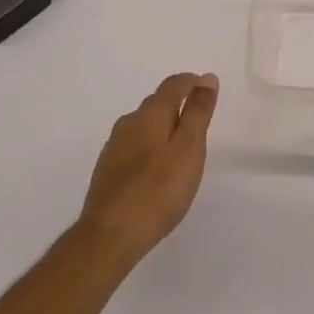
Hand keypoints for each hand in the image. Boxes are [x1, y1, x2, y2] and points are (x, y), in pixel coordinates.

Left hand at [80, 73, 217, 261]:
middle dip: (178, 104)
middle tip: (198, 119)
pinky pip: (133, 146)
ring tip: (179, 145)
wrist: (110, 236)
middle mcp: (129, 123)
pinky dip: (148, 147)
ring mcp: (114, 147)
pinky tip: (154, 168)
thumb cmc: (158, 190)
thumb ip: (198, 112)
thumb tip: (206, 78)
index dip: (192, 82)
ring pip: (142, 125)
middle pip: (156, 103)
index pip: (173, 85)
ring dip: (162, 127)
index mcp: (151, 114)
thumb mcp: (189, 148)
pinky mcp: (106, 171)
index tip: (207, 89)